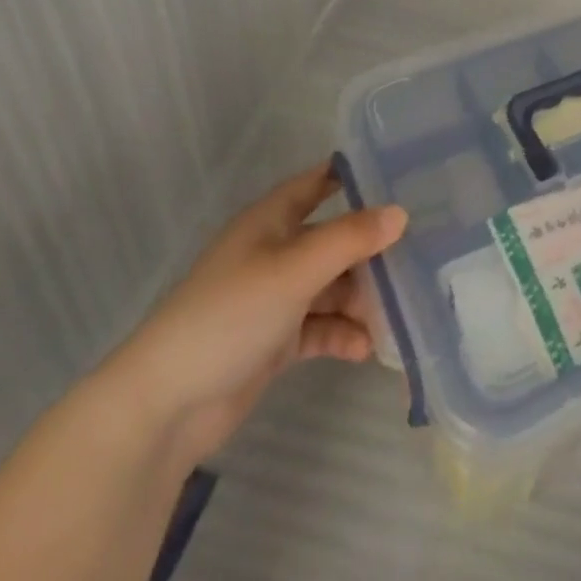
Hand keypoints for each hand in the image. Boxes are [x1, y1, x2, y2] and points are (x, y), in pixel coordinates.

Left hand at [107, 159, 406, 465]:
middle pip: (333, 239)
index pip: (318, 182)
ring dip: (360, 299)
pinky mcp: (273, 340)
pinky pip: (319, 327)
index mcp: (271, 220)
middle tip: (416, 256)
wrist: (164, 406)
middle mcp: (274, 252)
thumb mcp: (295, 269)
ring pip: (330, 286)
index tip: (400, 174)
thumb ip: (350, 239)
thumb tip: (401, 213)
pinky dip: (342, 334)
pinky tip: (366, 349)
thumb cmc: (229, 314)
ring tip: (396, 314)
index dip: (352, 175)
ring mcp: (273, 298)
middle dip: (370, 250)